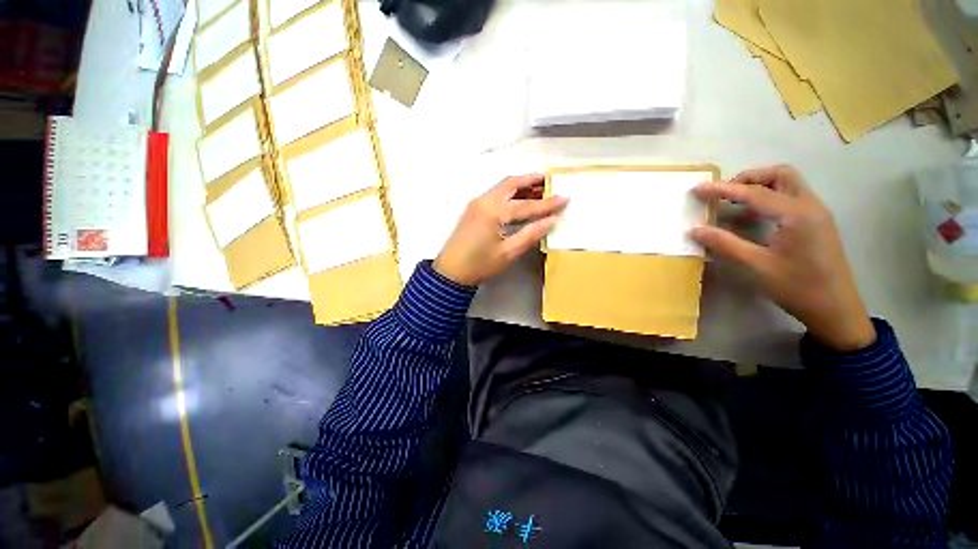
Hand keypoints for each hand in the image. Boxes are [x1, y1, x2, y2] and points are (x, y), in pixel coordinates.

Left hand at [434, 174, 567, 286]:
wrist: (450, 272)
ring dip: (521, 185)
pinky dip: (510, 193)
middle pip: (512, 184)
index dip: (547, 203)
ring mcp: (477, 203)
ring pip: (503, 187)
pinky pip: (496, 194)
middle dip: (532, 180)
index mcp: (494, 211)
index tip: (566, 198)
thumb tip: (551, 221)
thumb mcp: (508, 252)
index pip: (526, 205)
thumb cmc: (480, 265)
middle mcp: (485, 201)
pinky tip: (521, 199)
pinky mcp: (474, 209)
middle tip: (550, 181)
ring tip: (540, 187)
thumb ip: (530, 234)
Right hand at [690, 165, 875, 350]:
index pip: (755, 193)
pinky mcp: (816, 223)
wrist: (836, 309)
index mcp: (797, 214)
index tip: (698, 189)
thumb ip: (725, 244)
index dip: (723, 189)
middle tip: (724, 192)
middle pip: (780, 175)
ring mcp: (816, 213)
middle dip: (749, 178)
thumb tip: (694, 230)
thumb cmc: (797, 287)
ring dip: (760, 186)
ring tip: (734, 202)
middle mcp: (810, 206)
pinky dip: (769, 197)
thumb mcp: (757, 266)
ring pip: (788, 184)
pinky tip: (753, 216)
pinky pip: (791, 198)